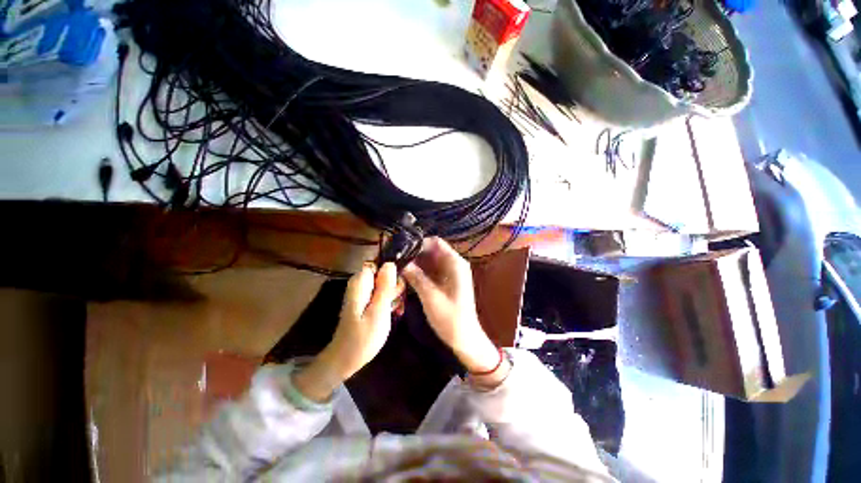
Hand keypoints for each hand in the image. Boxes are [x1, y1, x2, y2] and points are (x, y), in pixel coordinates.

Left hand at [293, 262, 397, 401]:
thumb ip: (385, 286)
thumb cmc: (363, 337)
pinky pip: (381, 292)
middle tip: (397, 301)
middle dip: (394, 284)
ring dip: (394, 293)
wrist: (345, 359)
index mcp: (361, 281)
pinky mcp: (365, 300)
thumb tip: (390, 262)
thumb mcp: (379, 311)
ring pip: (385, 282)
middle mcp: (360, 282)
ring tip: (397, 308)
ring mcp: (362, 291)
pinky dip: (389, 300)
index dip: (392, 271)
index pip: (380, 262)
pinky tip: (394, 311)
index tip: (399, 286)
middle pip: (384, 272)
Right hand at [402, 237, 499, 373]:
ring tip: (397, 265)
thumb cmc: (450, 317)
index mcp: (455, 263)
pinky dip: (420, 271)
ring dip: (416, 262)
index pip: (435, 242)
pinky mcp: (446, 282)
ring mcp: (450, 273)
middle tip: (395, 258)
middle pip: (432, 250)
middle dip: (415, 253)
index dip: (418, 243)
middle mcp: (454, 264)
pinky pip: (431, 270)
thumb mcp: (430, 296)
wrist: (464, 338)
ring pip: (430, 260)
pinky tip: (406, 275)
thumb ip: (416, 277)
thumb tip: (400, 262)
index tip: (401, 249)